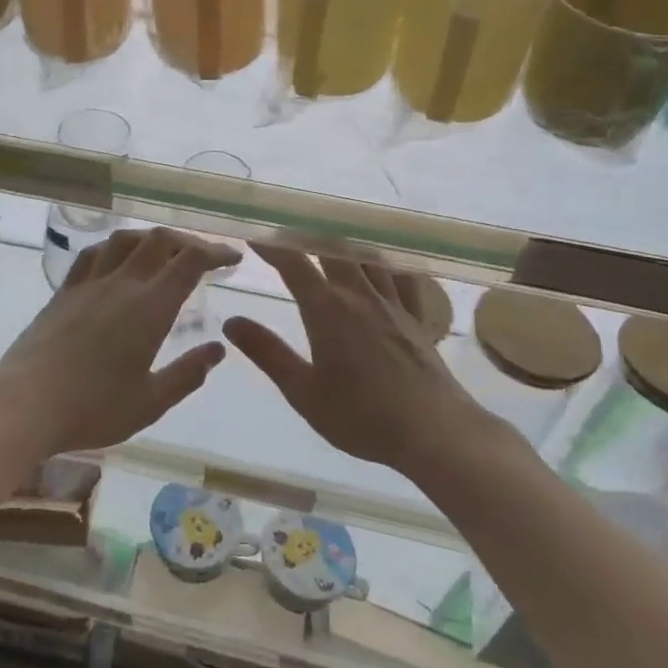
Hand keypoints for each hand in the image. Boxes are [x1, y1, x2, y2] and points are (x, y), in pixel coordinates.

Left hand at [0, 227, 237, 456]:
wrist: (24, 403)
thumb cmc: (93, 409)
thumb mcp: (150, 402)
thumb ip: (187, 374)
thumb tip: (217, 349)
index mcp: (150, 308)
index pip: (189, 261)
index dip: (215, 251)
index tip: (232, 256)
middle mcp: (122, 284)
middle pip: (159, 240)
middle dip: (188, 240)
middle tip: (203, 256)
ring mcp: (89, 284)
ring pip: (125, 240)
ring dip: (151, 238)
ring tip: (163, 252)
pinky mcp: (64, 292)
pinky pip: (93, 254)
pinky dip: (114, 248)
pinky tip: (116, 260)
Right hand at [223, 243, 492, 473]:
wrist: (435, 431)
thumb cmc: (362, 416)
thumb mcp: (303, 392)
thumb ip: (267, 353)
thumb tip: (231, 321)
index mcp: (327, 309)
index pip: (294, 264)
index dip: (272, 246)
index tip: (253, 235)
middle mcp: (359, 295)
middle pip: (332, 250)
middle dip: (307, 238)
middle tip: (288, 237)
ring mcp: (392, 303)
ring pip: (366, 258)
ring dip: (344, 245)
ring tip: (329, 242)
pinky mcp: (417, 318)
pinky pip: (400, 277)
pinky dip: (385, 265)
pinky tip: (381, 267)